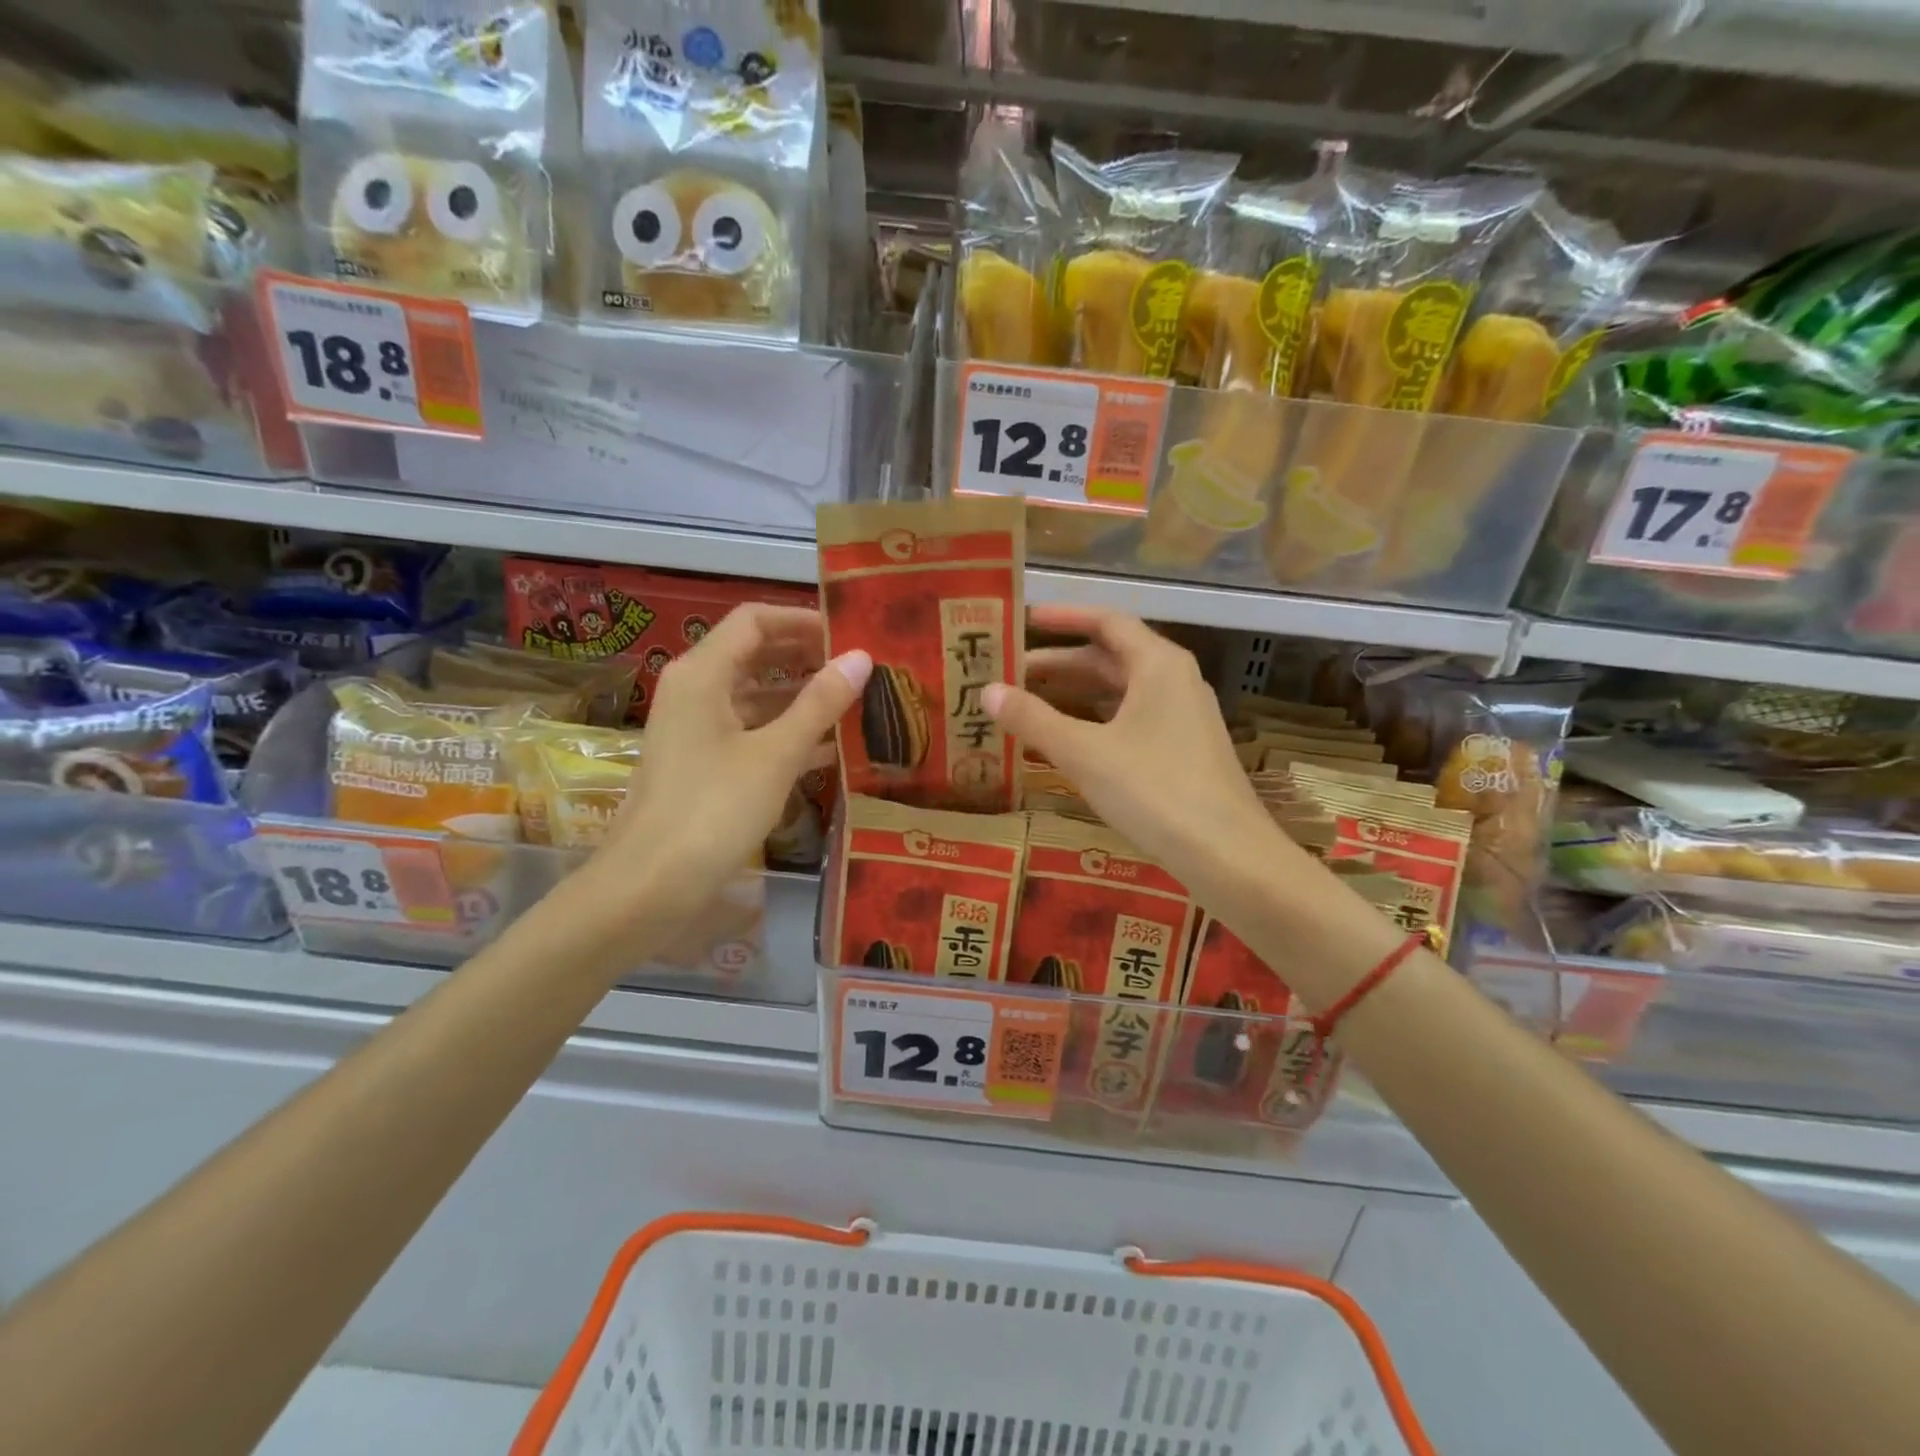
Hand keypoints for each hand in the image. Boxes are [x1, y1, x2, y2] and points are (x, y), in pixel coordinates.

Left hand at [593, 603, 870, 923]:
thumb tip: (861, 657)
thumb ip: (819, 704)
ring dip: (801, 699)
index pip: (754, 620)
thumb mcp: (775, 755)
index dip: (802, 620)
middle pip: (755, 655)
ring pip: (755, 697)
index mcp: (702, 673)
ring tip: (856, 706)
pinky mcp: (702, 764)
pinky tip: (830, 751)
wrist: (649, 886)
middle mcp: (695, 691)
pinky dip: (786, 734)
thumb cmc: (713, 810)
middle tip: (860, 669)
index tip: (849, 634)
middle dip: (806, 658)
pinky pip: (750, 733)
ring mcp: (696, 730)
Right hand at [986, 605, 1302, 901]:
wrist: (1227, 854)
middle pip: (1110, 658)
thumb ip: (1033, 719)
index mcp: (1158, 664)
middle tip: (1009, 672)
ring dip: (1074, 695)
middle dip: (1059, 664)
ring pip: (1119, 693)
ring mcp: (1182, 717)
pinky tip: (1065, 741)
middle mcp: (1174, 681)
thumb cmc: (1154, 791)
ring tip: (1026, 704)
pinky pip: (1129, 720)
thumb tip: (986, 690)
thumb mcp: (1084, 753)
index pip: (1106, 622)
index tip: (1022, 619)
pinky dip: (1094, 722)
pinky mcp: (1182, 750)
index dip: (1063, 618)